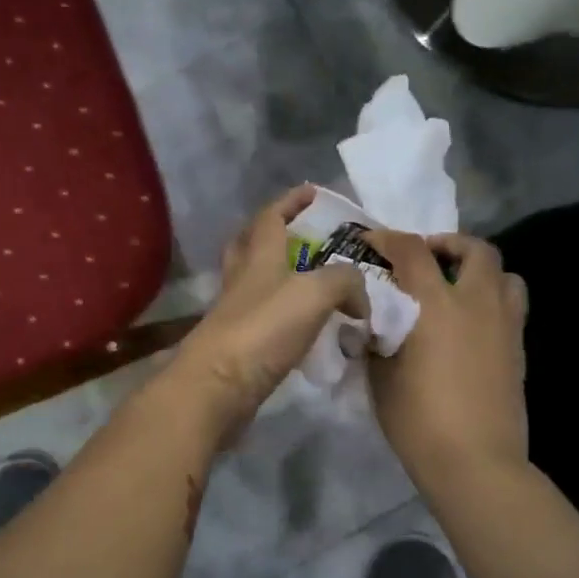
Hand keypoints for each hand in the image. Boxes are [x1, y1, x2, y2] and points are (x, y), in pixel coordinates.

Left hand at [162, 186, 368, 439]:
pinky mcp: (238, 346)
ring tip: (314, 285)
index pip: (271, 217)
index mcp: (259, 257)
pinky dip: (285, 317)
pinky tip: (307, 329)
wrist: (218, 386)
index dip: (291, 201)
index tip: (311, 191)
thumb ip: (345, 282)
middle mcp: (242, 280)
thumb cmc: (263, 329)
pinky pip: (265, 320)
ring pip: (256, 283)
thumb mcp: (315, 293)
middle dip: (273, 234)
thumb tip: (359, 299)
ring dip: (281, 277)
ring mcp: (236, 313)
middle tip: (300, 236)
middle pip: (251, 245)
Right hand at [365, 230, 528, 487]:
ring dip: (480, 270)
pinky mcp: (519, 349)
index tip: (372, 241)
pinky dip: (492, 300)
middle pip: (476, 250)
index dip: (389, 239)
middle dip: (448, 245)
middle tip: (426, 259)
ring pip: (505, 274)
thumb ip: (375, 339)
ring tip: (457, 288)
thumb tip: (372, 322)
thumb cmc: (418, 420)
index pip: (413, 251)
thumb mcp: (380, 377)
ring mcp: (505, 325)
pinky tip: (471, 324)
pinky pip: (512, 306)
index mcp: (436, 305)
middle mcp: (477, 304)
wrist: (475, 461)